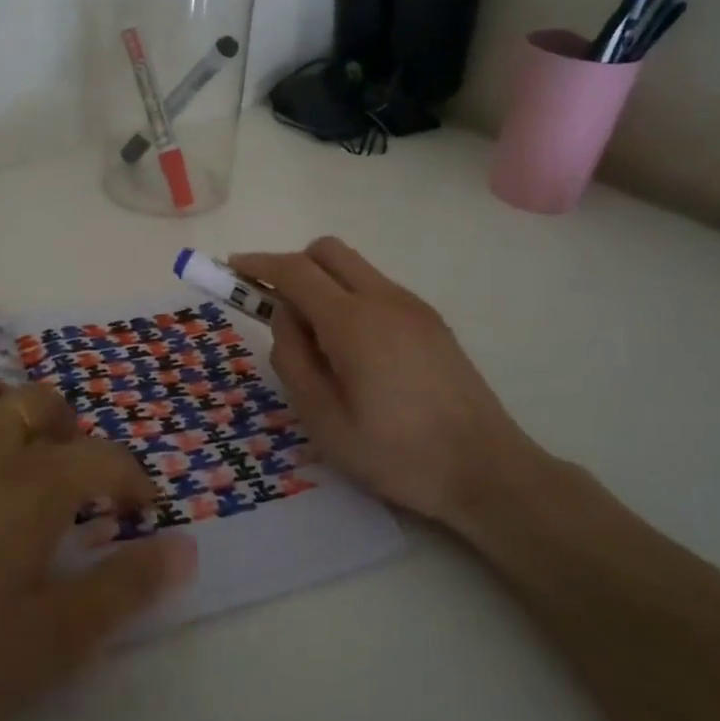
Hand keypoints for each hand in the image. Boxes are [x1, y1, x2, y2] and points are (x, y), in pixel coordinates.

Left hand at [0, 371, 196, 720]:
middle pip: (41, 402)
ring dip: (0, 405)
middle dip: (69, 428)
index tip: (142, 506)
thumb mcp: (46, 646)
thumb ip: (122, 590)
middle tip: (71, 468)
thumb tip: (185, 546)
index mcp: (32, 484)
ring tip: (3, 444)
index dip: (134, 477)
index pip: (106, 456)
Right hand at [231, 238, 553, 527]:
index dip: (258, 264)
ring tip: (318, 343)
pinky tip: (355, 352)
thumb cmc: (396, 453)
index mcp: (353, 321)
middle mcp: (384, 298)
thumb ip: (292, 358)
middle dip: (292, 266)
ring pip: (354, 268)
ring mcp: (413, 306)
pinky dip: (350, 298)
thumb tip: (285, 316)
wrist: (486, 469)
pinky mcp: (431, 321)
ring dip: (323, 283)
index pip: (295, 270)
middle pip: (327, 251)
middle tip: (274, 307)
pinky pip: (377, 289)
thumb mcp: (323, 419)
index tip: (233, 267)